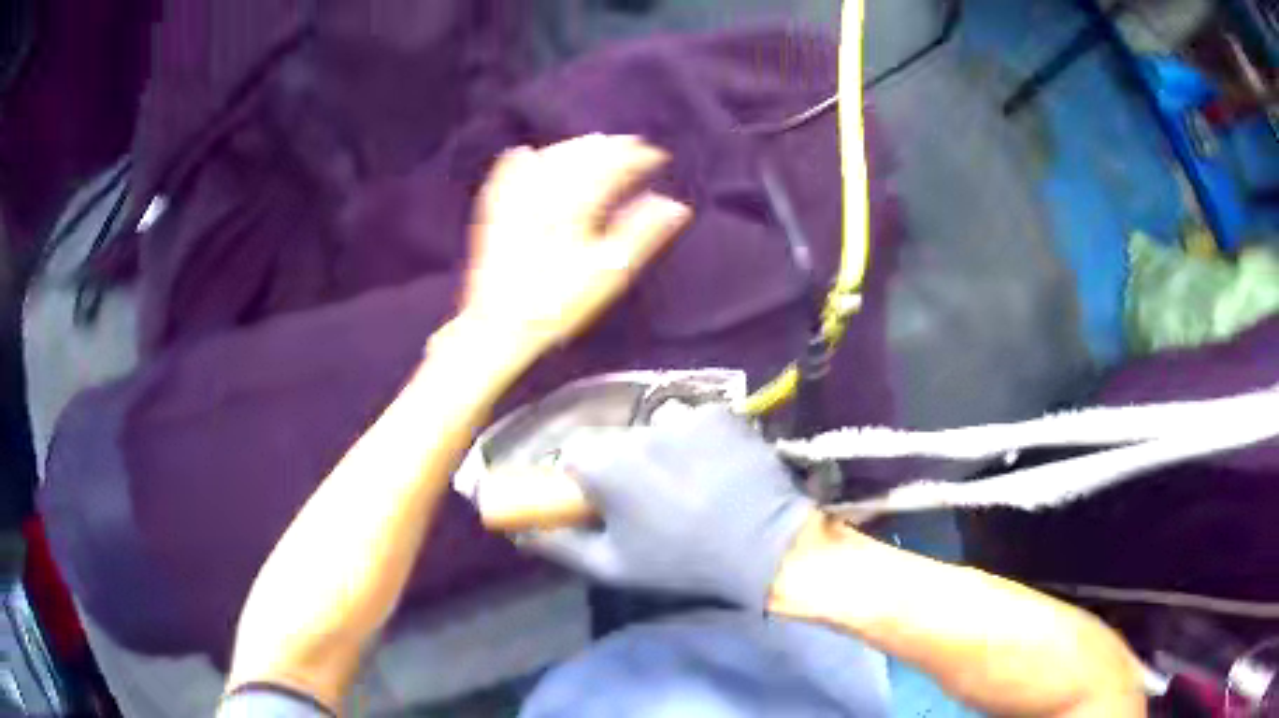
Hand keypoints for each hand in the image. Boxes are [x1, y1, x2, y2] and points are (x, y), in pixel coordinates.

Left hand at [456, 134, 691, 362]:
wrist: (499, 325)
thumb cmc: (559, 303)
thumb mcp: (609, 273)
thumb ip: (643, 233)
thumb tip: (676, 206)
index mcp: (575, 206)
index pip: (612, 168)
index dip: (637, 157)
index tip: (658, 156)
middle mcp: (544, 194)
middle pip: (578, 157)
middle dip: (608, 147)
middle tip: (632, 144)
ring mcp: (514, 201)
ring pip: (545, 160)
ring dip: (572, 148)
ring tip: (593, 143)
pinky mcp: (492, 214)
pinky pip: (505, 175)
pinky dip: (520, 161)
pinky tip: (524, 152)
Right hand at [524, 406, 816, 610]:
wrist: (763, 546)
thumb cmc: (680, 562)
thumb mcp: (611, 566)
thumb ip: (558, 545)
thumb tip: (520, 531)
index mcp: (603, 466)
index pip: (574, 455)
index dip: (588, 479)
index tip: (606, 500)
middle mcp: (636, 431)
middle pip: (616, 440)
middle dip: (626, 464)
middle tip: (656, 497)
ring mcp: (682, 417)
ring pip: (656, 428)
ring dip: (664, 449)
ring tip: (693, 482)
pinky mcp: (719, 412)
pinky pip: (695, 421)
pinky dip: (700, 439)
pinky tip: (719, 466)